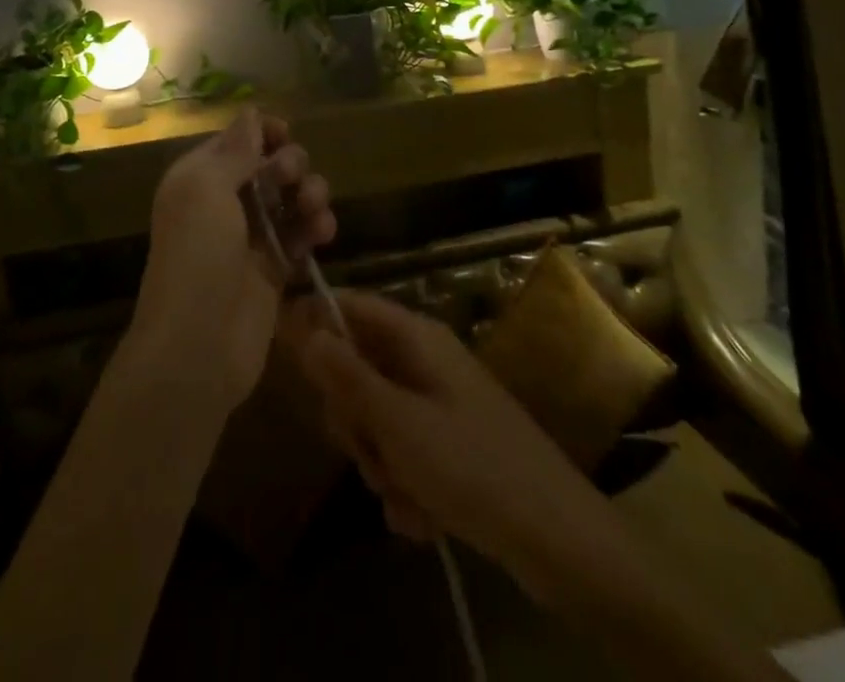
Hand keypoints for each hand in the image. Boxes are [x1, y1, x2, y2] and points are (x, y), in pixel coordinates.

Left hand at [129, 108, 335, 414]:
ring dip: (309, 194)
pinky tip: (324, 232)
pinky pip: (301, 235)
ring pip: (290, 199)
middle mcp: (223, 203)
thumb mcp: (206, 190)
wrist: (197, 346)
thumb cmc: (196, 256)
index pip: (236, 141)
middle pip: (269, 167)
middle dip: (289, 164)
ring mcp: (251, 238)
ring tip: (314, 209)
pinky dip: (316, 228)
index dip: (263, 133)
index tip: (285, 134)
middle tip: (292, 178)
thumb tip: (251, 112)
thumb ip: (234, 151)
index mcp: (199, 179)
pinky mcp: (274, 270)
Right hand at [289, 290, 603, 604]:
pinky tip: (423, 518)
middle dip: (355, 419)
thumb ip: (347, 377)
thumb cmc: (472, 467)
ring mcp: (439, 403)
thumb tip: (305, 328)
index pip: (351, 306)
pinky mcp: (451, 444)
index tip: (287, 358)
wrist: (557, 538)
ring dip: (381, 463)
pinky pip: (404, 453)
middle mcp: (426, 361)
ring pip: (378, 419)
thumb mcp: (398, 423)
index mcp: (416, 338)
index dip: (316, 323)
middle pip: (358, 369)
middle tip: (368, 450)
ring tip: (406, 494)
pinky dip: (406, 486)